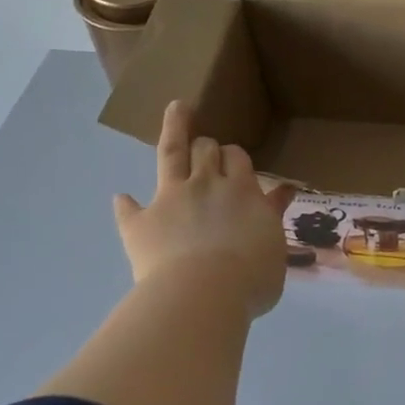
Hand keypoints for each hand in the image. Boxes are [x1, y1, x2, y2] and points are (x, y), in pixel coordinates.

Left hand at [112, 102, 297, 316]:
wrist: (203, 295)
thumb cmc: (251, 279)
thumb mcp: (276, 248)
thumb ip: (273, 218)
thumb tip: (282, 194)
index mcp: (244, 191)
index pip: (239, 159)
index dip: (235, 158)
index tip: (236, 163)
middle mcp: (207, 185)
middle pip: (207, 150)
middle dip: (208, 146)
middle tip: (208, 149)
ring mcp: (170, 199)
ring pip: (172, 154)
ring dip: (175, 129)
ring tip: (176, 110)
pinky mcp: (139, 222)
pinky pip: (128, 208)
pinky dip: (125, 204)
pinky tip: (122, 199)